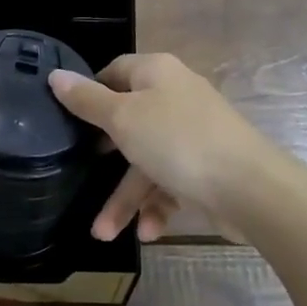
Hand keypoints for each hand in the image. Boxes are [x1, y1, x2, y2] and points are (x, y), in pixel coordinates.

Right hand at [49, 53, 299, 242]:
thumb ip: (86, 100)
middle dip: (104, 159)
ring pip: (146, 162)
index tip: (68, 119)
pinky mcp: (206, 168)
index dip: (90, 92)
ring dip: (127, 198)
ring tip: (103, 234)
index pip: (114, 71)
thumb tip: (55, 75)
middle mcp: (174, 98)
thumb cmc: (178, 142)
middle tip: (80, 172)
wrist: (252, 189)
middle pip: (127, 121)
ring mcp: (192, 134)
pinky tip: (147, 231)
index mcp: (156, 74)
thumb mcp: (122, 118)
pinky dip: (157, 206)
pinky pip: (171, 183)